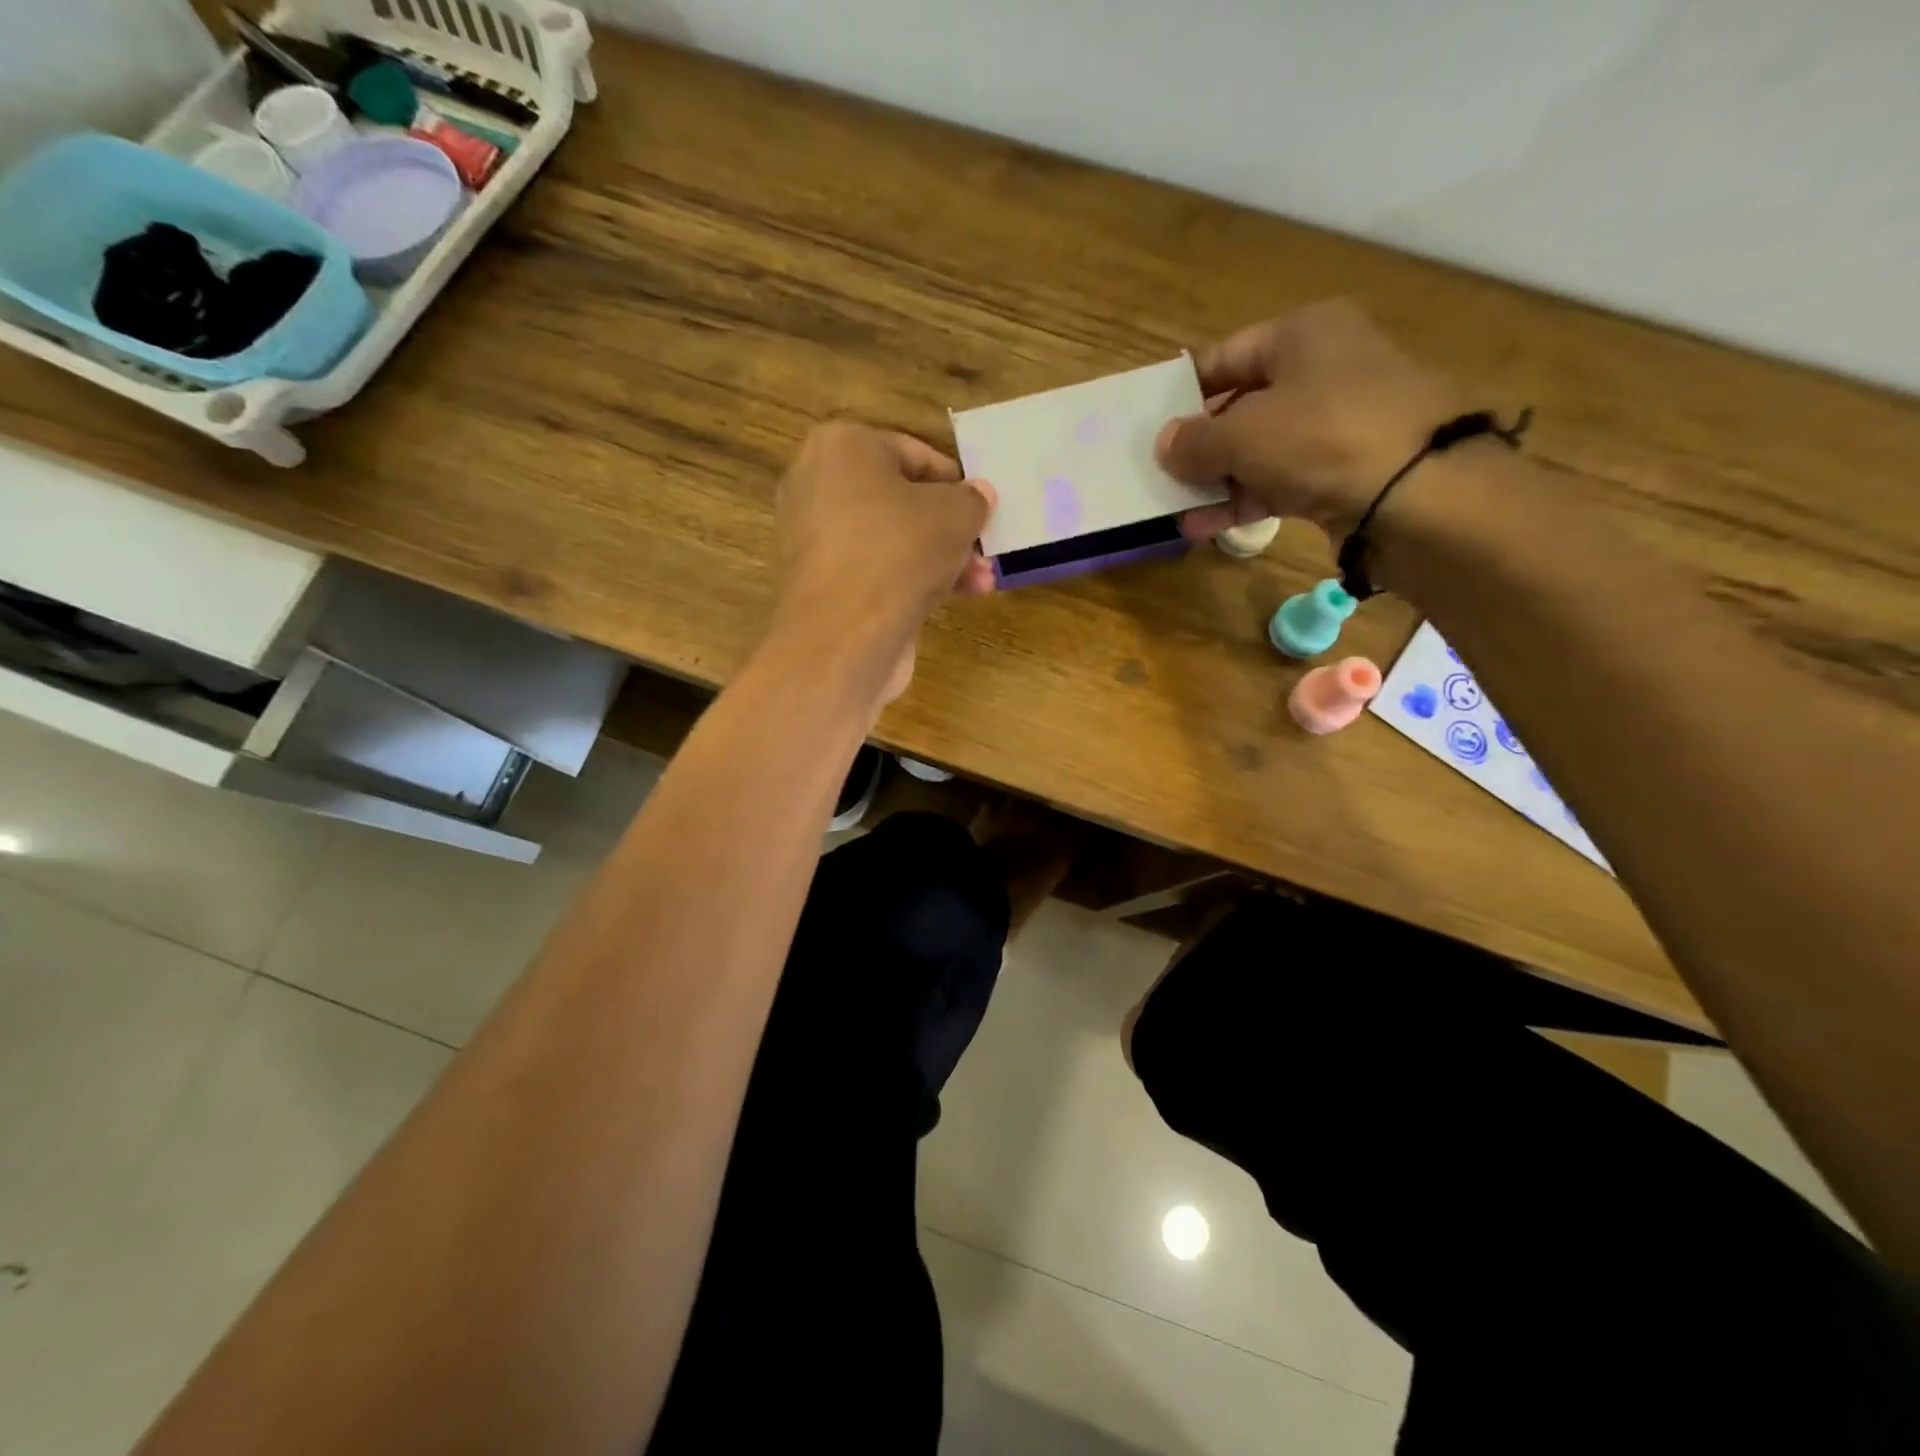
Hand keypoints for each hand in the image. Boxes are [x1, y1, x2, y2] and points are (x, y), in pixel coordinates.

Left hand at [771, 420, 996, 702]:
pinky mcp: (820, 584)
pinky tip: (947, 600)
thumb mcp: (955, 514)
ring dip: (939, 560)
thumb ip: (972, 500)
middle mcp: (817, 486)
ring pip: (891, 541)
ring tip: (981, 583)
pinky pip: (874, 571)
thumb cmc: (899, 551)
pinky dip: (908, 581)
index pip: (912, 453)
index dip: (954, 481)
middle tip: (984, 550)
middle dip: (950, 529)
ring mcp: (814, 539)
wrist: (844, 635)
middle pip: (901, 501)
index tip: (982, 508)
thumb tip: (978, 496)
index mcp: (841, 447)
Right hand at [1159, 300, 1466, 546]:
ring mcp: (1337, 423)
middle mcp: (1324, 369)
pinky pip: (1282, 480)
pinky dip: (1246, 500)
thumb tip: (1165, 444)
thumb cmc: (1321, 435)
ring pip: (1260, 450)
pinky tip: (1207, 526)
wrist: (1418, 491)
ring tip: (1176, 513)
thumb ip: (1195, 441)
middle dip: (1199, 447)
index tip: (1151, 425)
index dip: (1185, 391)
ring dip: (1216, 482)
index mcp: (1302, 334)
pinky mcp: (1346, 470)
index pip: (1226, 357)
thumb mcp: (1242, 433)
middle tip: (1160, 475)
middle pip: (1241, 407)